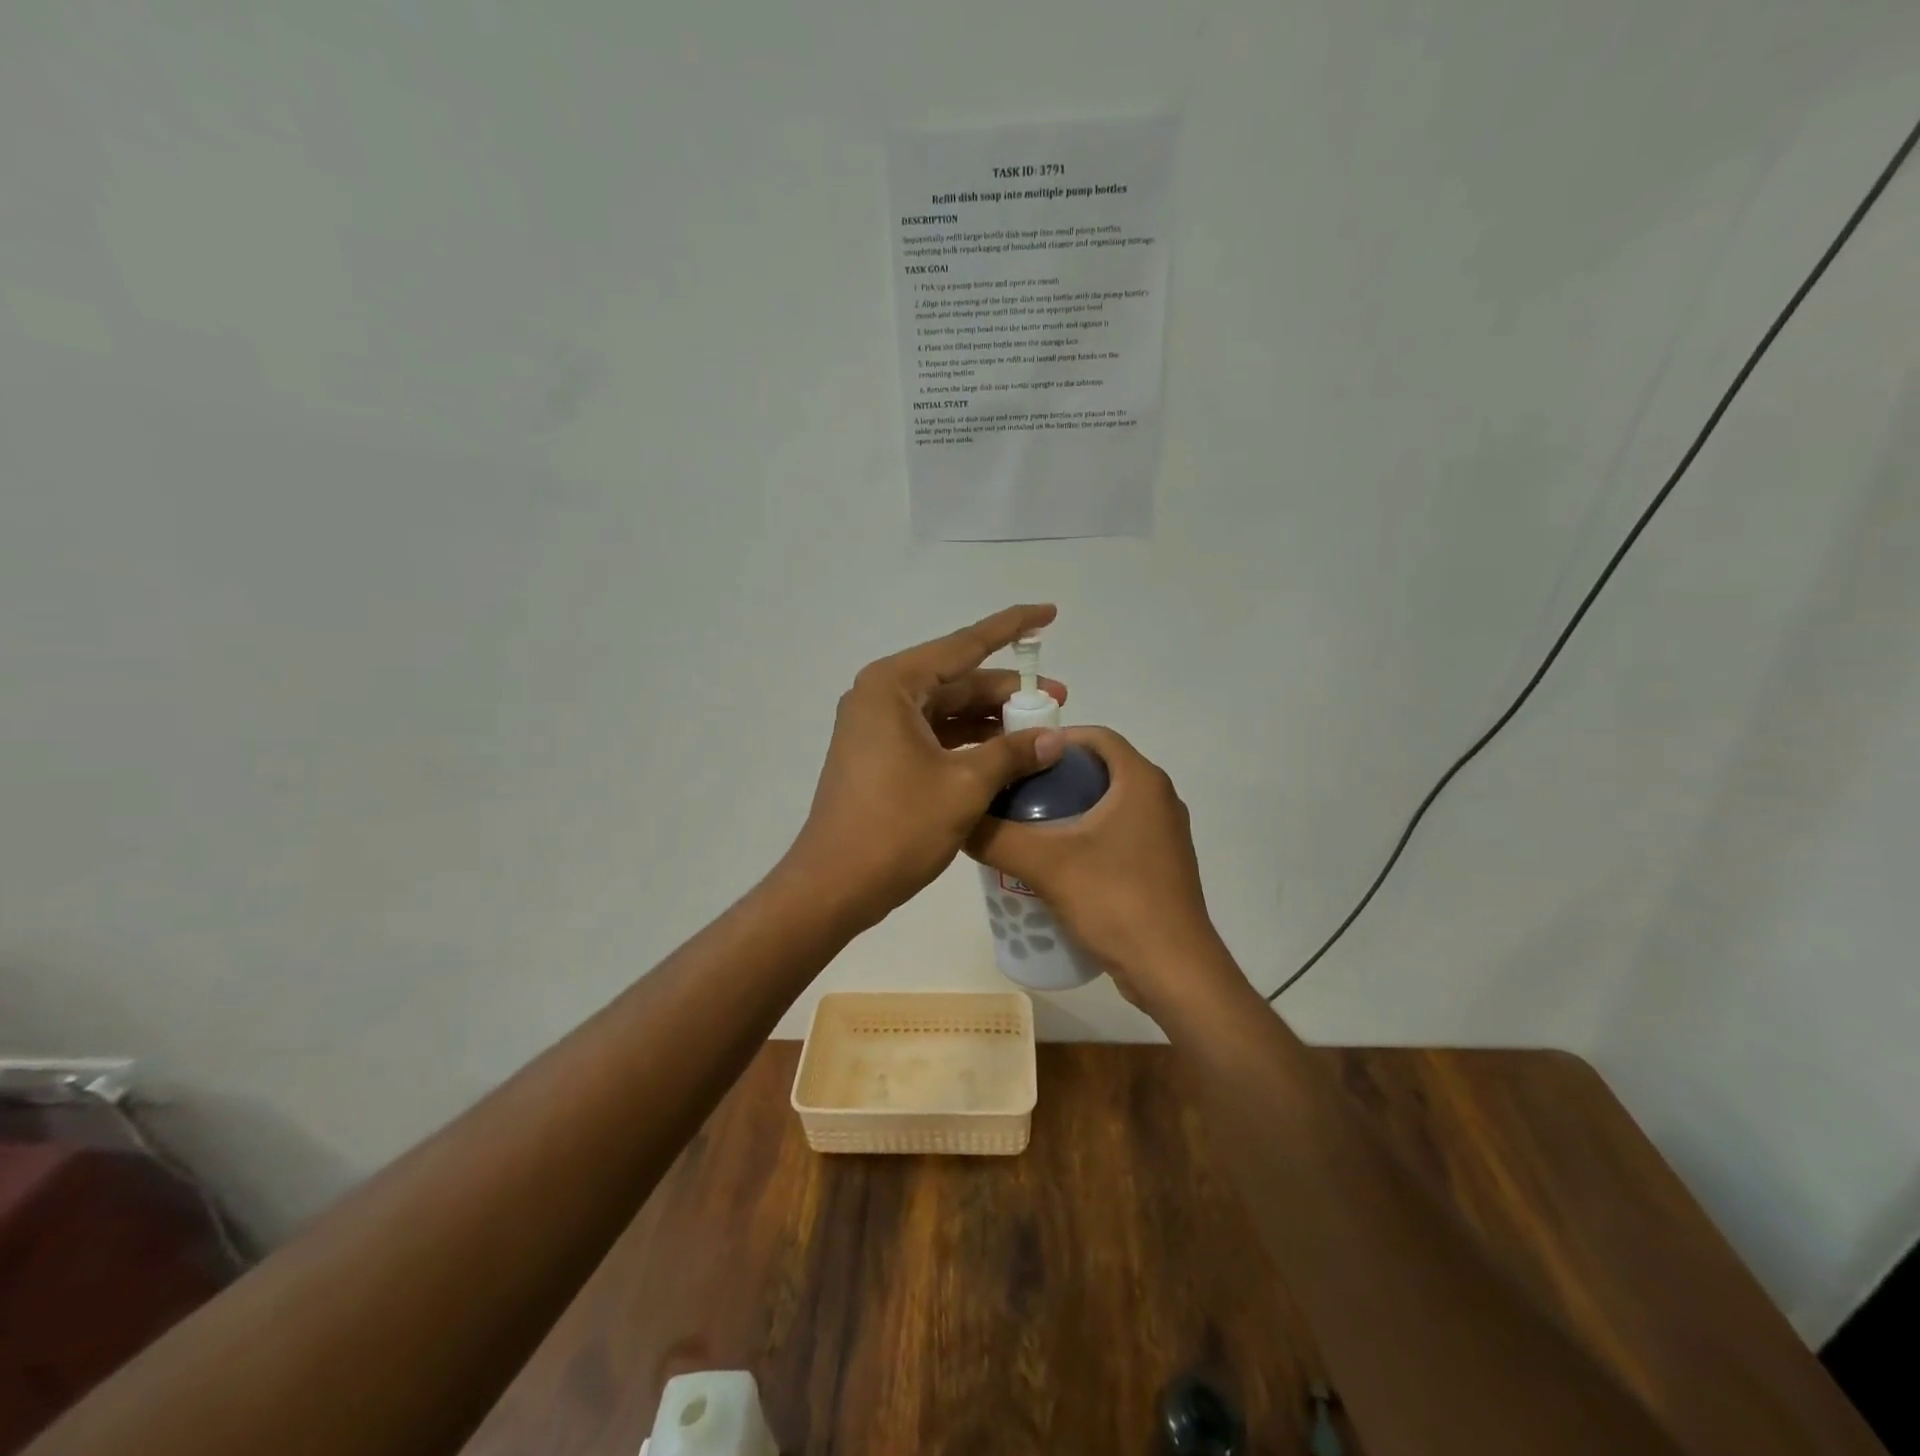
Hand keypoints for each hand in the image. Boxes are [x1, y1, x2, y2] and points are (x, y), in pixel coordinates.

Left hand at [782, 605, 1068, 931]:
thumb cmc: (897, 827)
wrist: (834, 885)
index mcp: (894, 685)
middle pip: (957, 680)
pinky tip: (1005, 754)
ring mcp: (878, 727)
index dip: (1011, 627)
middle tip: (1058, 701)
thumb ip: (1013, 753)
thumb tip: (1056, 738)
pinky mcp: (880, 755)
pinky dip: (969, 742)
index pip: (964, 645)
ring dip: (990, 718)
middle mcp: (881, 695)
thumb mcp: (965, 786)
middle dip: (1007, 690)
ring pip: (946, 710)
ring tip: (1039, 730)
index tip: (1049, 613)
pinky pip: (934, 735)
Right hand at [967, 726, 1241, 1018]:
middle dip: (1056, 777)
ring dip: (1070, 809)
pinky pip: (1119, 834)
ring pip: (1109, 804)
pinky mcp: (1162, 866)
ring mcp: (1164, 835)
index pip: (1096, 736)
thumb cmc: (1116, 901)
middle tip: (1013, 793)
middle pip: (1100, 770)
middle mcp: (1160, 799)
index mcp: (1142, 781)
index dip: (1055, 739)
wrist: (1173, 971)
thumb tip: (958, 819)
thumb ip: (996, 837)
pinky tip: (1056, 863)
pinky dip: (1088, 836)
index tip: (1017, 757)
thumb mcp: (1045, 865)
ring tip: (1027, 828)